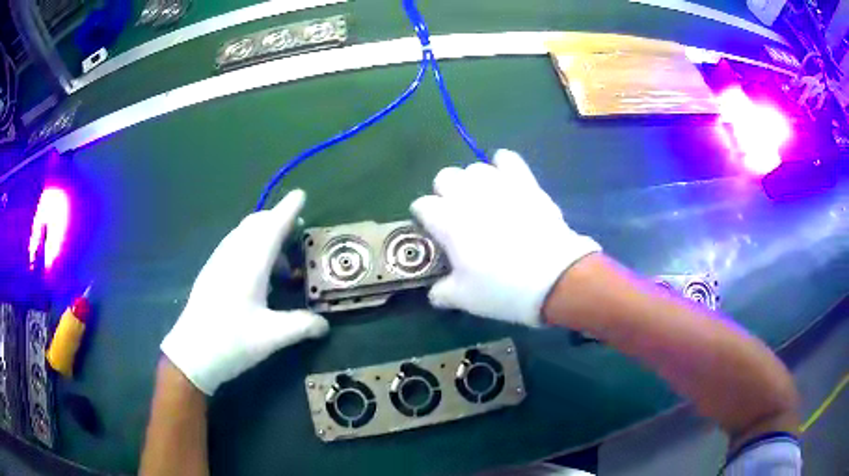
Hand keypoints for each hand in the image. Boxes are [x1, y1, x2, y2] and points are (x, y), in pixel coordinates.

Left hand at [161, 190, 328, 394]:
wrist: (191, 354)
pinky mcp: (211, 271)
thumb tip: (325, 325)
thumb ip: (301, 326)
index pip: (271, 228)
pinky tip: (257, 272)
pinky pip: (234, 244)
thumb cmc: (231, 342)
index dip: (287, 210)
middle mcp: (232, 256)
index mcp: (249, 265)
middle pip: (255, 224)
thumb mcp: (271, 338)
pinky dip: (250, 245)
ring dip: (263, 235)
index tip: (301, 195)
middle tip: (297, 234)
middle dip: (277, 221)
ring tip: (280, 262)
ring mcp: (218, 262)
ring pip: (243, 233)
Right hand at [411, 150, 600, 325]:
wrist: (554, 278)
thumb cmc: (503, 289)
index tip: (433, 230)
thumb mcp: (465, 299)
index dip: (424, 217)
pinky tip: (505, 177)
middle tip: (457, 214)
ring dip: (473, 182)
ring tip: (483, 200)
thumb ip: (442, 292)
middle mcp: (468, 195)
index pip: (422, 205)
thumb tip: (435, 292)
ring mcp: (498, 185)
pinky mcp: (525, 182)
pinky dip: (503, 164)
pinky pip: (508, 159)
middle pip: (444, 177)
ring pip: (474, 168)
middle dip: (445, 192)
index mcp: (447, 221)